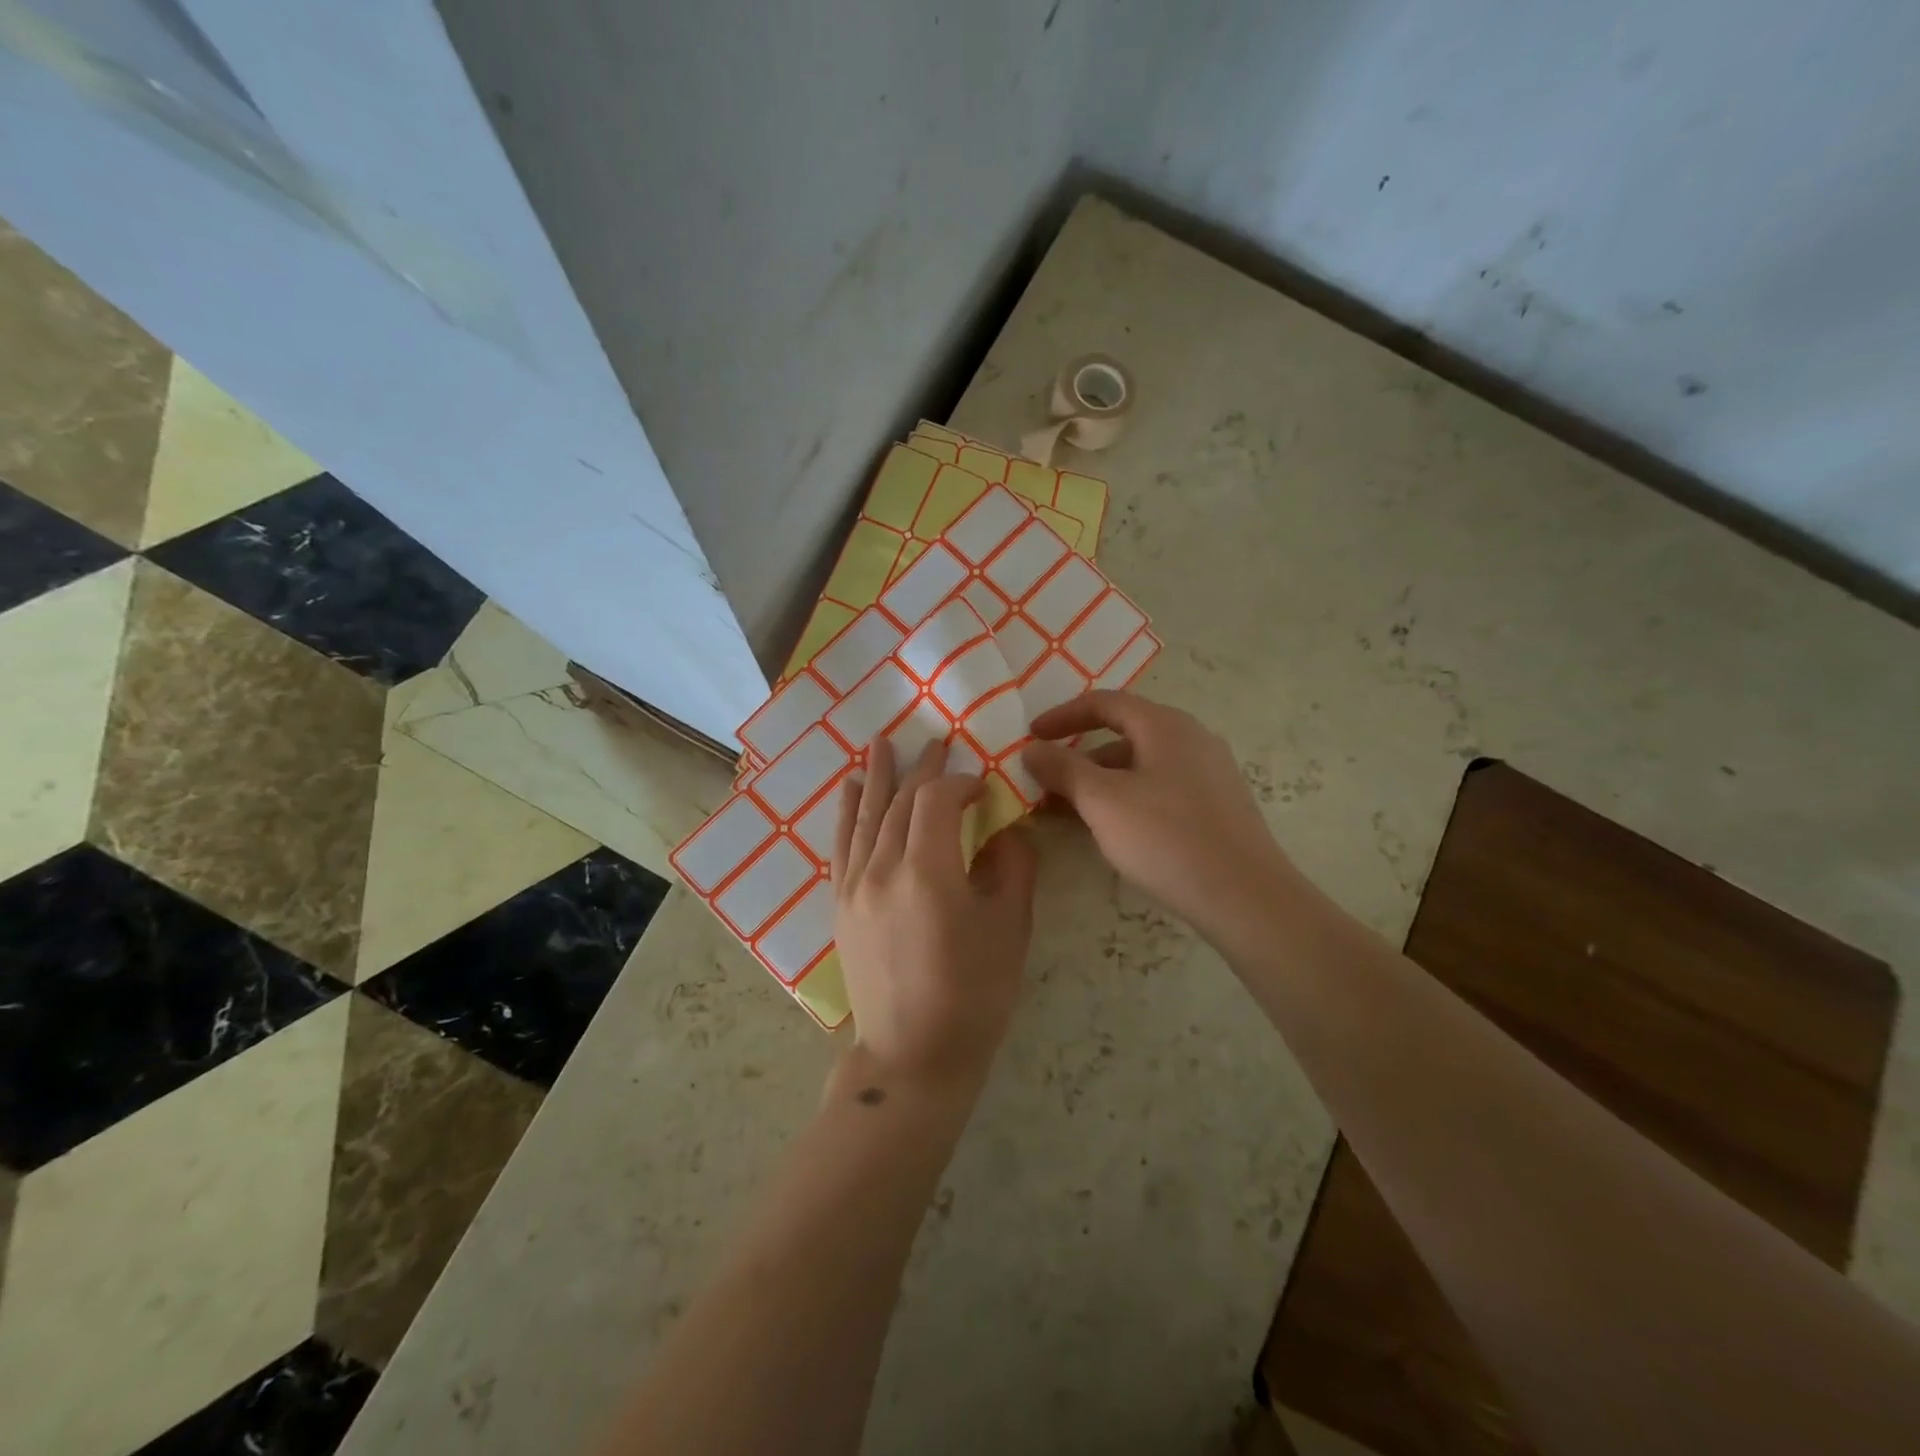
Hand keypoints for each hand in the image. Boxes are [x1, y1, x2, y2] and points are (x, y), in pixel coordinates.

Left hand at [832, 738, 1037, 1089]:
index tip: (982, 787)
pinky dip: (848, 812)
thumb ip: (1011, 868)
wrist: (913, 1054)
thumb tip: (1004, 831)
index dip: (960, 784)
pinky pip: (841, 845)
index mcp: (927, 872)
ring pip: (866, 816)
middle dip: (921, 769)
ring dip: (877, 777)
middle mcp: (882, 868)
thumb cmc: (973, 995)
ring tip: (882, 743)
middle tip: (936, 742)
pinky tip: (851, 789)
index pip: (937, 802)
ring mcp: (854, 886)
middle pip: (900, 802)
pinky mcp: (840, 904)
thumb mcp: (1009, 929)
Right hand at [1022, 690, 1290, 944]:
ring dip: (1099, 784)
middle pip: (1122, 735)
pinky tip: (1110, 832)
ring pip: (1140, 767)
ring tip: (1068, 815)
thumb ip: (1063, 768)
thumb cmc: (1166, 838)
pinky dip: (1125, 800)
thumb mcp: (1102, 800)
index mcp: (1165, 725)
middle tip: (1045, 784)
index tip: (1030, 737)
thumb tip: (1032, 749)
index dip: (1062, 716)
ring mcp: (1208, 773)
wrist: (1245, 897)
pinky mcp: (1216, 807)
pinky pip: (1159, 790)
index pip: (1104, 703)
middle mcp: (1191, 739)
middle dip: (1078, 758)